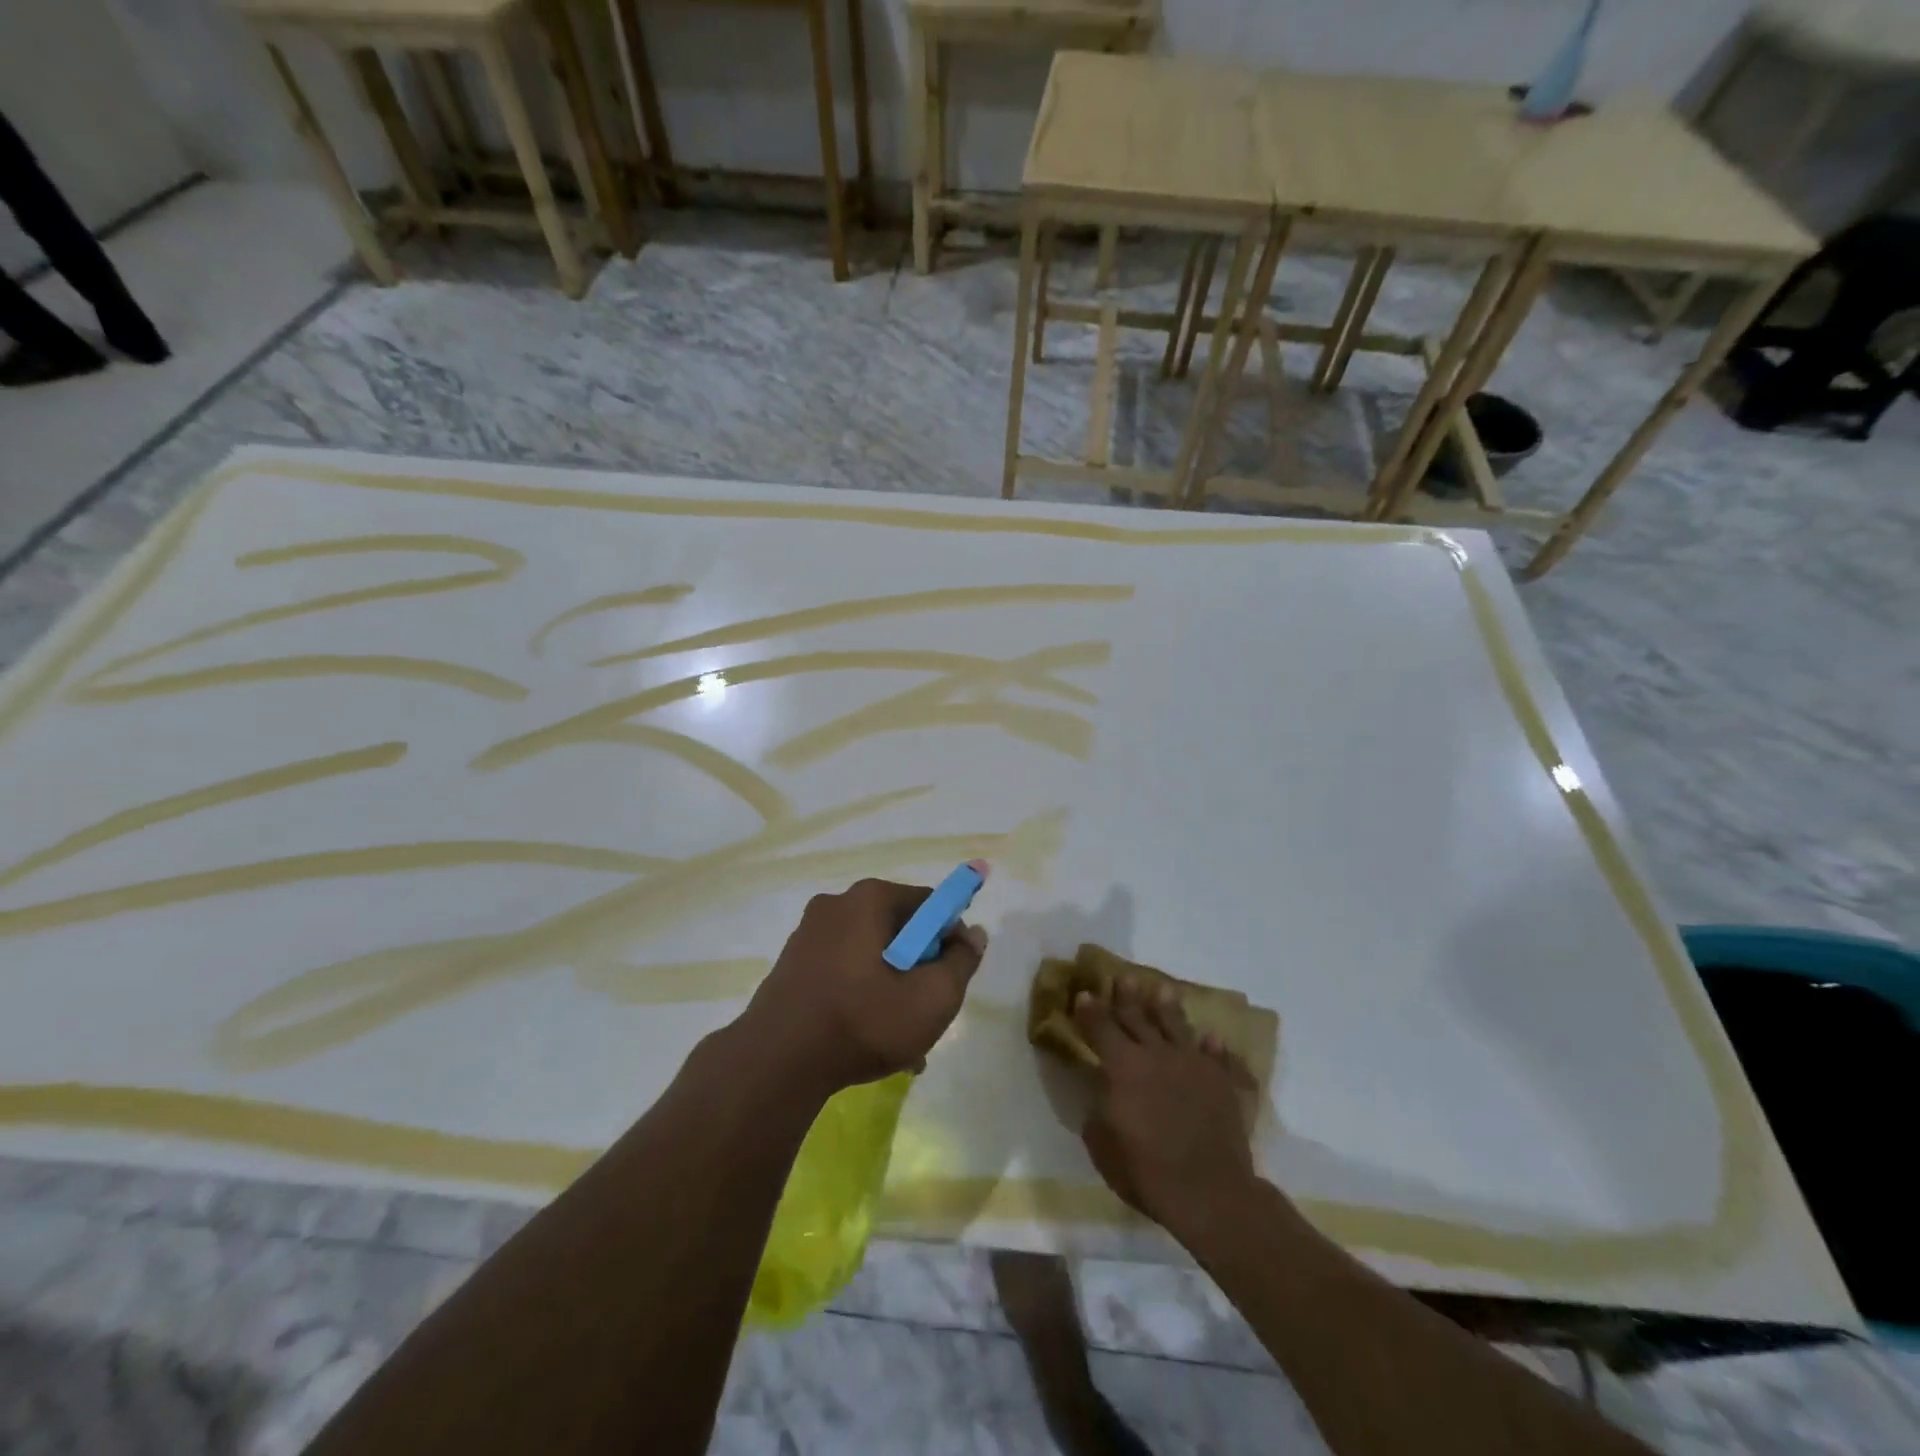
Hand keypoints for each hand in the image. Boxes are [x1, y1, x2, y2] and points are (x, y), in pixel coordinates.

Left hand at [735, 877, 987, 1098]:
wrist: (776, 1063)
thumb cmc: (863, 1021)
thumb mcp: (932, 997)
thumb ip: (962, 961)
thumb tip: (972, 934)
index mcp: (870, 898)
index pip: (929, 904)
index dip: (950, 939)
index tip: (951, 977)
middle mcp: (837, 904)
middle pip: (899, 930)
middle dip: (919, 970)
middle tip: (927, 1013)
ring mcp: (808, 934)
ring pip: (871, 956)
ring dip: (892, 990)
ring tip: (901, 1043)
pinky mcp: (791, 965)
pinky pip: (843, 972)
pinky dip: (861, 997)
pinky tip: (868, 1041)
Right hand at [1074, 979, 1258, 1231]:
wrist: (1209, 1191)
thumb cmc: (1146, 1171)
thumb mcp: (1102, 1146)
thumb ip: (1097, 1111)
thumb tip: (1100, 1093)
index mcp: (1122, 1066)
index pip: (1100, 1028)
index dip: (1090, 1011)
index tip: (1084, 994)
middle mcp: (1155, 1055)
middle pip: (1137, 1017)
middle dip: (1126, 997)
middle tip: (1122, 977)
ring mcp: (1191, 1065)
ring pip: (1176, 1026)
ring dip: (1167, 1008)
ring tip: (1163, 991)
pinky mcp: (1220, 1082)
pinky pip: (1216, 1056)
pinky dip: (1212, 1046)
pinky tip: (1211, 1038)